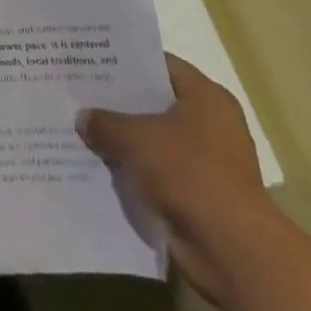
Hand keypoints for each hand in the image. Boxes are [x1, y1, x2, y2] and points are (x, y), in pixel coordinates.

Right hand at [78, 54, 278, 305]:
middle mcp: (212, 124)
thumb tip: (83, 118)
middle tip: (78, 93)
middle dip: (119, 103)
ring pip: (154, 141)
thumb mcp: (136, 137)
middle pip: (155, 104)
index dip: (124, 62)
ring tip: (81, 129)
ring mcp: (208, 163)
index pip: (159, 65)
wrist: (232, 250)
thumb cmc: (189, 173)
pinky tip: (99, 165)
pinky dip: (134, 172)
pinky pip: (158, 173)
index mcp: (206, 97)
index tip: (90, 60)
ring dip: (125, 141)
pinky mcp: (200, 196)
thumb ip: (105, 122)